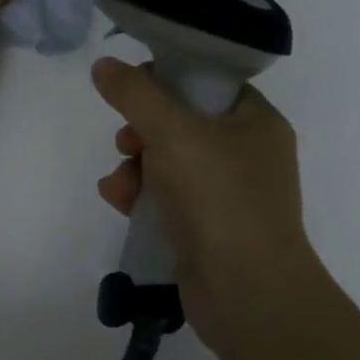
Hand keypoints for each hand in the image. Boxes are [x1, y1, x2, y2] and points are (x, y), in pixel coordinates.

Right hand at [92, 57, 318, 353]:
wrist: (247, 294)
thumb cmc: (219, 197)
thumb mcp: (173, 132)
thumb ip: (135, 94)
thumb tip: (103, 65)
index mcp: (256, 122)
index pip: (208, 82)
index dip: (168, 78)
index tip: (133, 87)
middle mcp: (246, 154)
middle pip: (182, 123)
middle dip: (143, 130)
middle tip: (128, 140)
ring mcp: (227, 195)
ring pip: (168, 162)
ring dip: (135, 166)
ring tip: (121, 181)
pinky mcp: (206, 229)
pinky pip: (166, 199)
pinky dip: (141, 196)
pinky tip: (118, 200)